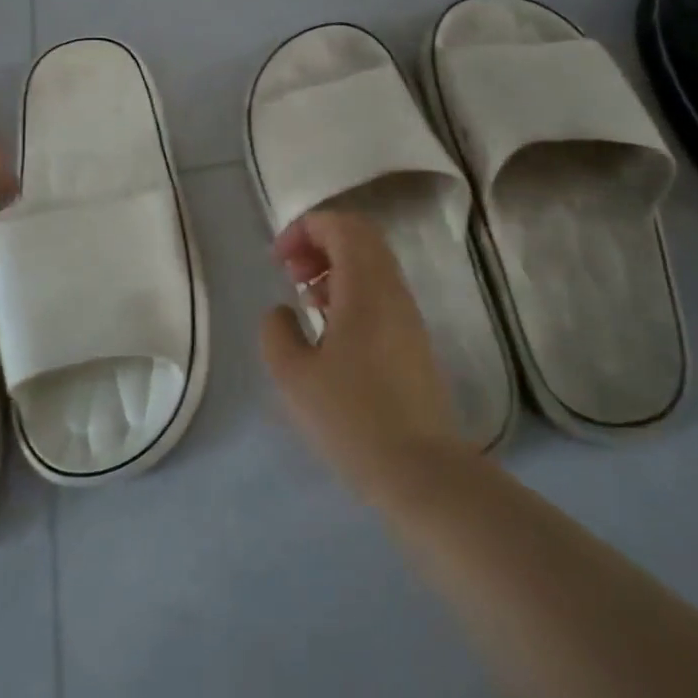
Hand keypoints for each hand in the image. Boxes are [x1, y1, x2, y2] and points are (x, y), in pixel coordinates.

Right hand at [259, 210, 466, 501]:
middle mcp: (393, 291)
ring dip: (334, 268)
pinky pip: (380, 293)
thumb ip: (276, 331)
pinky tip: (329, 329)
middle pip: (360, 238)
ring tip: (304, 300)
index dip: (305, 229)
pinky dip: (350, 291)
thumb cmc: (351, 418)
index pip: (342, 226)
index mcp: (365, 287)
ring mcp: (408, 316)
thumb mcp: (293, 375)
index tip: (278, 260)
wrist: (420, 471)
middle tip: (289, 272)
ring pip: (372, 265)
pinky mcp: (413, 341)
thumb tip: (283, 311)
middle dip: (319, 242)